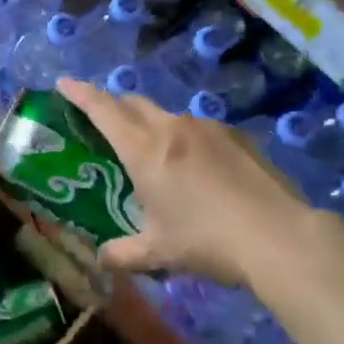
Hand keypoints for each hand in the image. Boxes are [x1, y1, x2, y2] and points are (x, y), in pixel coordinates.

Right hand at [57, 78, 312, 285]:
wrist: (280, 237)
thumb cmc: (207, 241)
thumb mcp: (160, 253)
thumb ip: (124, 254)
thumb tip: (102, 260)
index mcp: (143, 149)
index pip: (102, 109)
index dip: (79, 92)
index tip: (63, 83)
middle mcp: (170, 127)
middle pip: (132, 103)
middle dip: (114, 106)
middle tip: (104, 123)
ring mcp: (206, 128)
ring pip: (167, 115)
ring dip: (152, 125)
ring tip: (157, 156)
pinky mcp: (235, 136)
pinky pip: (198, 129)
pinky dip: (186, 140)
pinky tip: (199, 170)